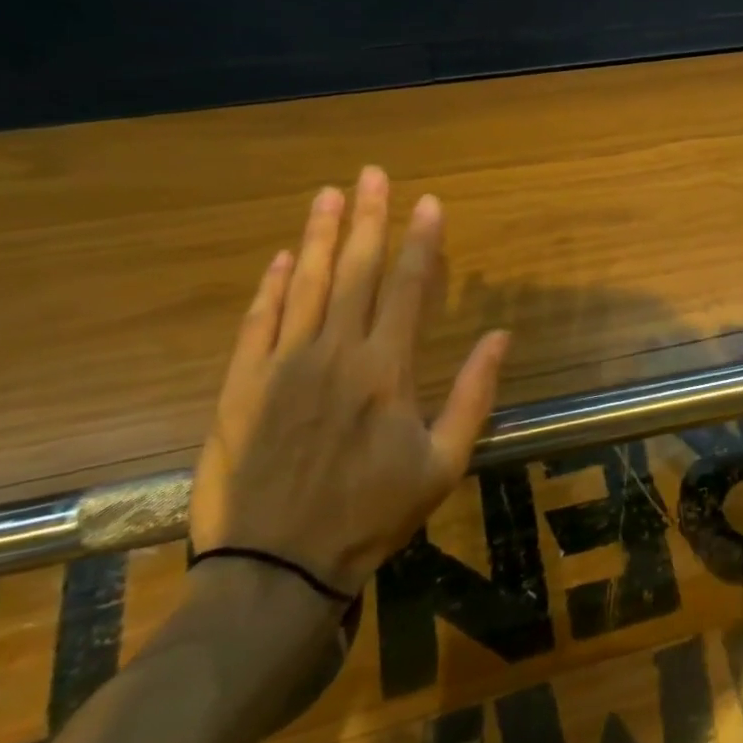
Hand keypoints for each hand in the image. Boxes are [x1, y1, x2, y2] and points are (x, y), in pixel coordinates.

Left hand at [190, 166, 511, 598]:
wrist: (276, 568)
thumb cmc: (372, 514)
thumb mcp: (444, 463)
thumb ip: (474, 394)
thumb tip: (501, 336)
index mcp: (386, 371)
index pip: (406, 288)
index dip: (420, 242)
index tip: (429, 203)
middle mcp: (334, 354)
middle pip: (354, 272)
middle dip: (367, 219)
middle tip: (373, 174)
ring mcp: (281, 366)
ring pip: (305, 285)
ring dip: (320, 237)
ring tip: (329, 194)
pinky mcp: (240, 386)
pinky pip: (258, 323)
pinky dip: (271, 287)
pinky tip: (283, 257)